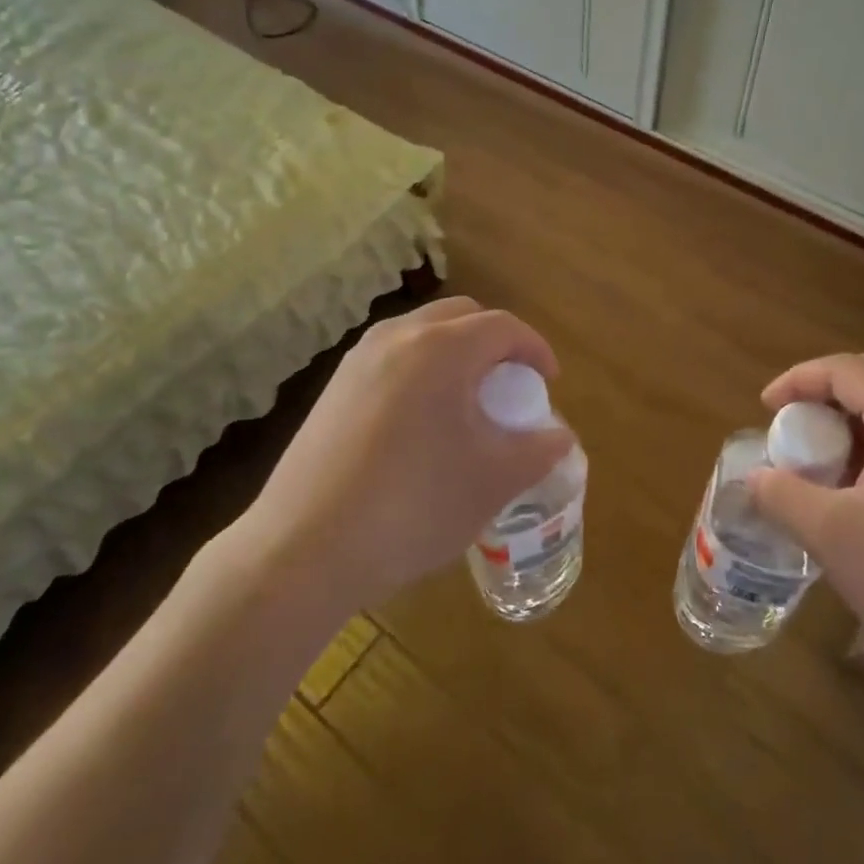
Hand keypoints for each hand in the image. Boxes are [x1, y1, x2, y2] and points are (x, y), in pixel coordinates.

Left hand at [236, 296, 574, 611]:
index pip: (503, 326)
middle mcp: (397, 337)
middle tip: (510, 386)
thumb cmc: (413, 506)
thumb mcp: (493, 482)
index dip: (535, 350)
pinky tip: (421, 423)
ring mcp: (358, 359)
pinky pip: (392, 357)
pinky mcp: (333, 387)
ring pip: (422, 333)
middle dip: (494, 342)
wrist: (305, 547)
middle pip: (461, 316)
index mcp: (442, 349)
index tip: (548, 383)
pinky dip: (421, 370)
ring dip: (455, 353)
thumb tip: (558, 436)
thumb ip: (538, 450)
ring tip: (467, 402)